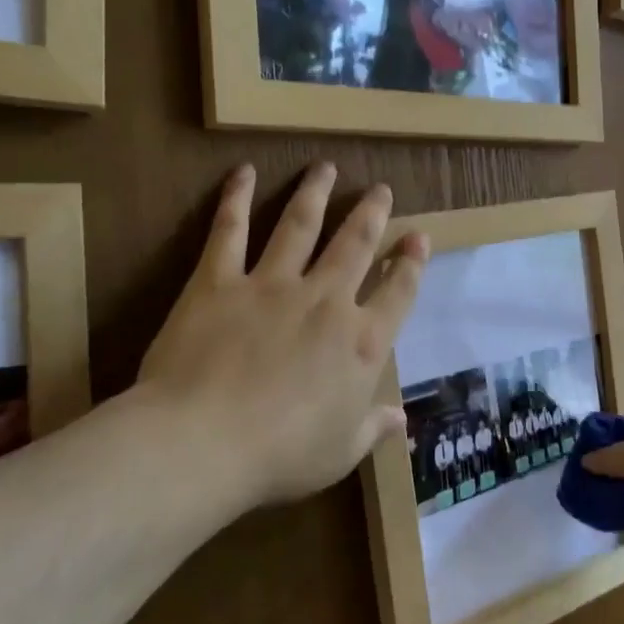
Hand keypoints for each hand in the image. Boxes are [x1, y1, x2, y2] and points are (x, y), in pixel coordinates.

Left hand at [131, 162, 427, 510]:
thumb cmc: (282, 456)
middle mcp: (326, 302)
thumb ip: (372, 428)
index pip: (398, 292)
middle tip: (380, 189)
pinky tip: (244, 172)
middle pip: (355, 245)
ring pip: (301, 226)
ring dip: (316, 194)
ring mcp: (273, 286)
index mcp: (362, 343)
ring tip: (326, 167)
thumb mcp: (340, 452)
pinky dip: (236, 199)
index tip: (418, 237)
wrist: (204, 443)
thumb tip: (402, 423)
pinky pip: (230, 232)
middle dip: (372, 214)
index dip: (411, 263)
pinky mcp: (220, 282)